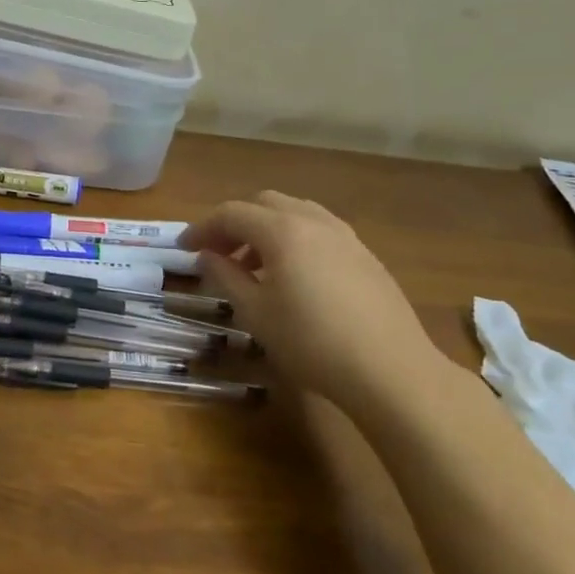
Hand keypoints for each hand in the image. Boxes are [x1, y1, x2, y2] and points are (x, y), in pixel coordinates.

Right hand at [180, 192, 444, 410]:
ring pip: (295, 212)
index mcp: (282, 230)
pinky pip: (319, 229)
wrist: (390, 369)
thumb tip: (206, 257)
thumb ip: (226, 277)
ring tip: (253, 264)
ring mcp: (345, 235)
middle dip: (234, 223)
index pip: (231, 213)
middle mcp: (314, 221)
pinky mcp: (365, 255)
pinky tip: (293, 274)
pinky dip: (294, 238)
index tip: (184, 249)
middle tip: (217, 253)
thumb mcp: (255, 313)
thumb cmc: (311, 342)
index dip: (202, 228)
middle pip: (264, 203)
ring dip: (266, 229)